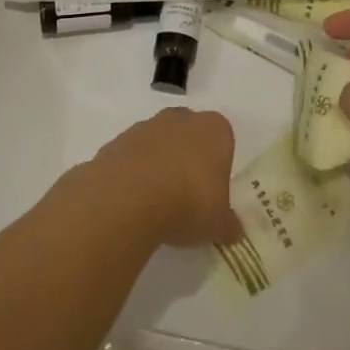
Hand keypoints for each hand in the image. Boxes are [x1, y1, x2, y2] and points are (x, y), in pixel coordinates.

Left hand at [89, 108, 240, 247]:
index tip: (213, 190)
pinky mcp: (116, 141)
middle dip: (188, 158)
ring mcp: (145, 127)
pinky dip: (133, 174)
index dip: (218, 164)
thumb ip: (228, 224)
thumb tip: (233, 230)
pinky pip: (131, 156)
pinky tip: (132, 202)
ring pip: (158, 143)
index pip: (222, 139)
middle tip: (187, 194)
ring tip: (156, 203)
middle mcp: (180, 119)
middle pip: (189, 134)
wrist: (129, 199)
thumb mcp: (218, 224)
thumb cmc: (188, 203)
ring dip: (158, 164)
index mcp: (214, 129)